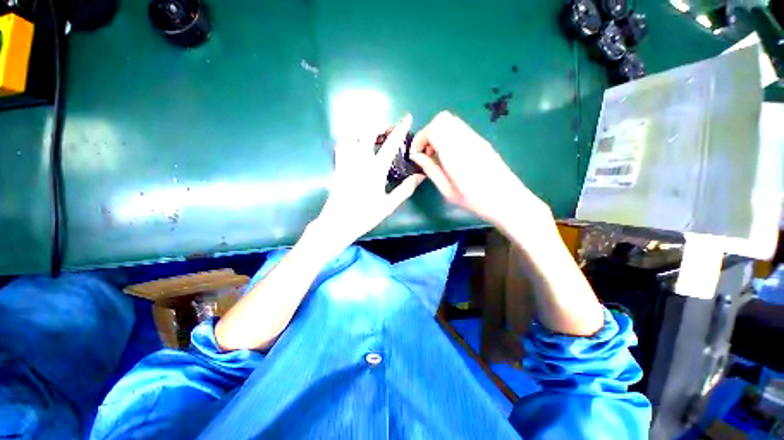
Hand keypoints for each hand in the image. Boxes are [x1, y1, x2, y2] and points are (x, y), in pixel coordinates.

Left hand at [314, 114, 424, 250]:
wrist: (338, 223)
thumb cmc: (365, 215)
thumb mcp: (388, 205)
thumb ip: (405, 189)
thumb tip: (421, 176)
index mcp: (376, 169)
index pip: (391, 143)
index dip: (400, 129)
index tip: (407, 117)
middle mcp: (360, 160)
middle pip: (369, 132)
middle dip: (381, 126)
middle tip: (388, 130)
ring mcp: (346, 161)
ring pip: (352, 135)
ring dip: (363, 129)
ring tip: (371, 133)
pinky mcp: (337, 166)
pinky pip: (341, 145)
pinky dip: (349, 138)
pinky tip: (355, 143)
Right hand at [410, 111, 550, 231]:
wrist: (508, 200)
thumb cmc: (476, 201)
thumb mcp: (447, 190)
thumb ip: (431, 170)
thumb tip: (416, 156)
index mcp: (456, 153)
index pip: (434, 128)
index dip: (420, 138)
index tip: (416, 154)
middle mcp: (466, 140)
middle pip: (442, 119)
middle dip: (428, 133)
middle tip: (426, 154)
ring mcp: (476, 139)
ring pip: (451, 122)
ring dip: (438, 134)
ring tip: (437, 156)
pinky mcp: (481, 141)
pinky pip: (460, 130)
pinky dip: (449, 137)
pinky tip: (450, 156)